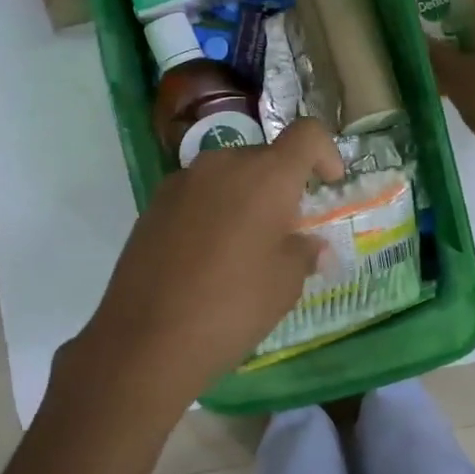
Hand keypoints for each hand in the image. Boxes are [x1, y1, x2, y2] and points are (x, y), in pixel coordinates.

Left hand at [63, 119, 344, 415]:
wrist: (145, 339)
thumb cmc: (232, 307)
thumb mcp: (284, 285)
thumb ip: (303, 253)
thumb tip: (309, 244)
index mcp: (266, 176)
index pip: (307, 134)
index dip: (326, 152)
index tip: (329, 184)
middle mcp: (223, 164)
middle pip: (265, 157)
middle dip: (282, 186)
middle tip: (285, 232)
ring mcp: (182, 181)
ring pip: (228, 175)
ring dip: (245, 198)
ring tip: (243, 247)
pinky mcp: (154, 203)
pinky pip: (198, 194)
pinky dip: (213, 211)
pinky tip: (206, 256)